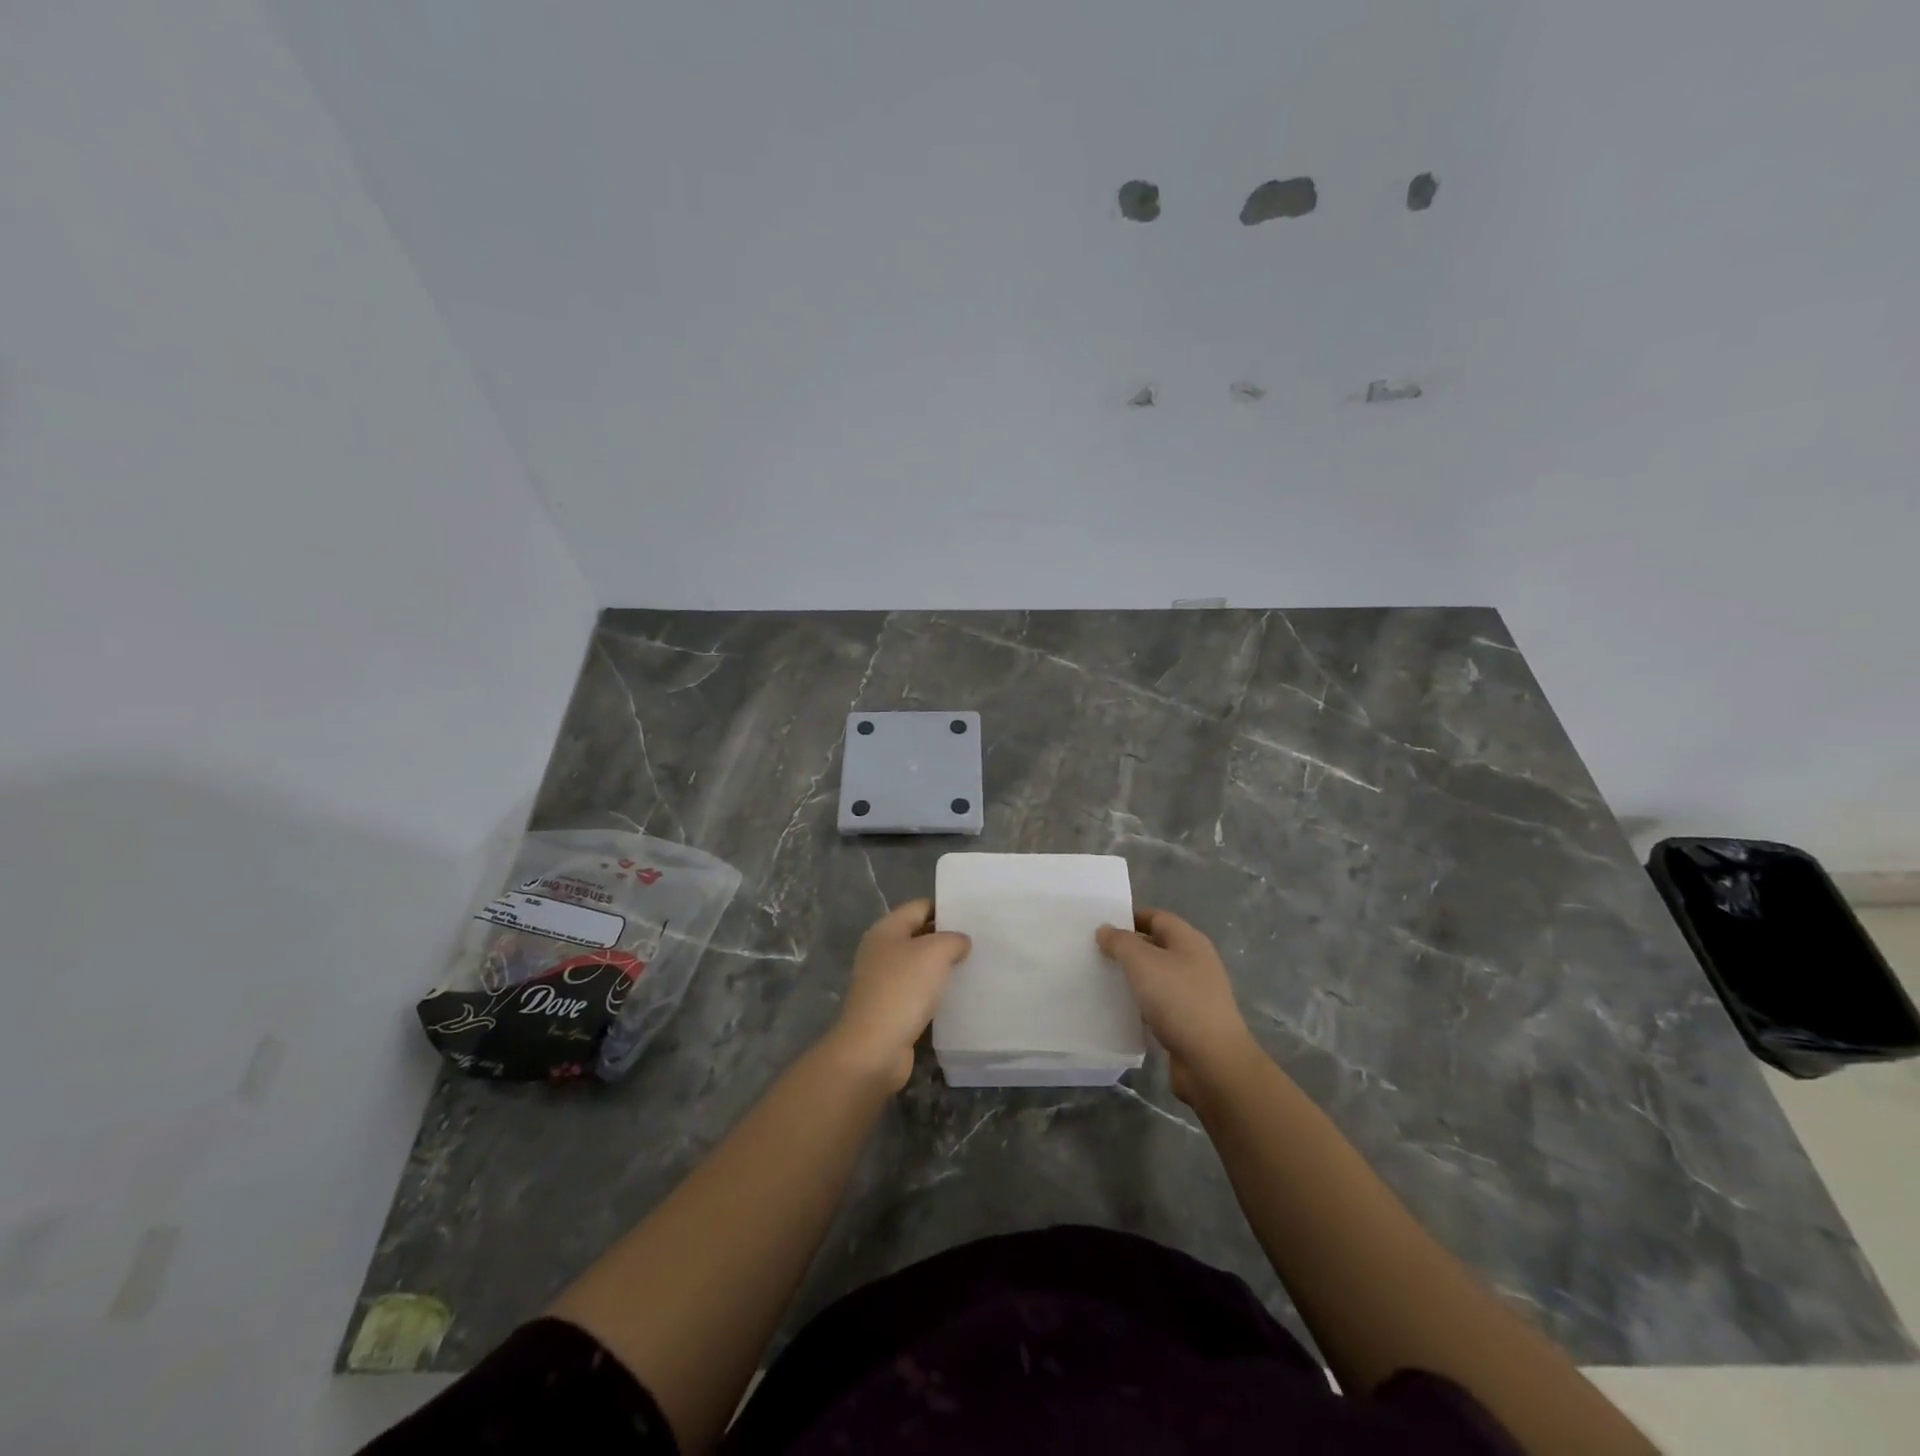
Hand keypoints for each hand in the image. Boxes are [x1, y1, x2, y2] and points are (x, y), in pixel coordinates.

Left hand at [825, 898, 970, 1091]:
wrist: (874, 1049)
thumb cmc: (903, 990)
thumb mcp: (935, 953)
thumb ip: (953, 939)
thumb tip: (959, 942)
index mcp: (886, 930)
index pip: (920, 907)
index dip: (946, 909)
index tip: (974, 917)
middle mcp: (881, 951)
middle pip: (919, 935)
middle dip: (947, 939)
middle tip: (980, 942)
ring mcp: (883, 981)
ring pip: (919, 965)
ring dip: (943, 968)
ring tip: (974, 968)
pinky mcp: (890, 1008)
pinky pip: (918, 992)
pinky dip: (936, 992)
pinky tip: (958, 996)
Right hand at [1097, 908, 1259, 1103]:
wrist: (1211, 1061)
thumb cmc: (1177, 1000)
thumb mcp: (1142, 962)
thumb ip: (1120, 942)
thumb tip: (1105, 929)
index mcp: (1189, 940)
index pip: (1156, 917)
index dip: (1129, 919)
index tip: (1101, 928)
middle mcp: (1195, 962)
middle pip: (1156, 946)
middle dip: (1128, 949)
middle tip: (1096, 954)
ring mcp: (1194, 993)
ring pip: (1157, 977)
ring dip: (1133, 978)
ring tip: (1103, 981)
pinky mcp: (1190, 1021)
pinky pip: (1160, 1004)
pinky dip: (1141, 1004)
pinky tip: (1121, 1010)